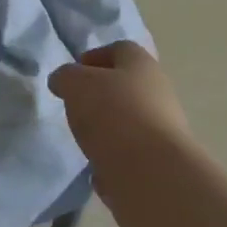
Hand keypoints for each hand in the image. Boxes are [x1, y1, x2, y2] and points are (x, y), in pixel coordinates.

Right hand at [48, 43, 191, 226]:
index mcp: (141, 64)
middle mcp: (158, 92)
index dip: (93, 59)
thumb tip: (63, 81)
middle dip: (98, 98)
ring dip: (106, 132)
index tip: (71, 77)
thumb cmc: (114, 115)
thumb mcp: (76, 84)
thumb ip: (65, 78)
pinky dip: (115, 164)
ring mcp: (163, 131)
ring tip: (85, 144)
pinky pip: (132, 159)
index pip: (118, 50)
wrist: (154, 176)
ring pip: (128, 124)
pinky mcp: (162, 166)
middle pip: (124, 88)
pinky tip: (99, 173)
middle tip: (75, 110)